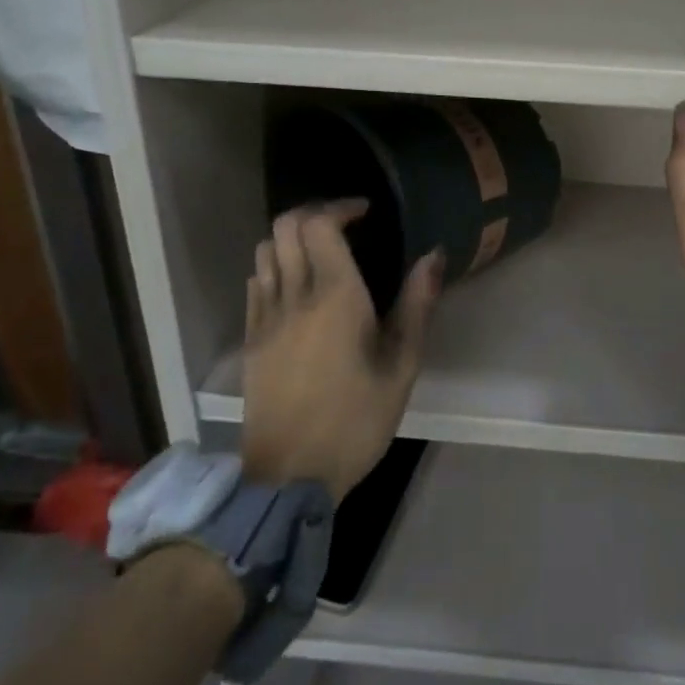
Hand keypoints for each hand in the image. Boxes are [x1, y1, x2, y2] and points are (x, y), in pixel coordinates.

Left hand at [240, 201, 442, 502]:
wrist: (289, 476)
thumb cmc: (355, 422)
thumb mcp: (401, 368)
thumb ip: (416, 306)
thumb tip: (434, 256)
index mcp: (334, 297)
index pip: (319, 225)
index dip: (340, 207)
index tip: (366, 213)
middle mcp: (293, 296)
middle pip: (284, 226)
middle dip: (314, 213)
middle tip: (345, 225)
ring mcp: (264, 317)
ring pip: (265, 250)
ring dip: (291, 238)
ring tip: (322, 252)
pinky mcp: (251, 339)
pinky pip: (256, 282)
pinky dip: (274, 267)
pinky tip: (297, 287)